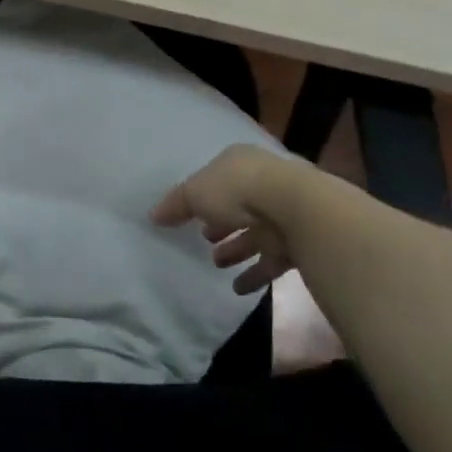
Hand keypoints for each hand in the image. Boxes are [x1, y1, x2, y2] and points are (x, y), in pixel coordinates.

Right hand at [151, 144, 293, 294]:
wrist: (295, 209)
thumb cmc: (238, 190)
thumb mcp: (195, 193)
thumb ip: (175, 205)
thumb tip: (154, 216)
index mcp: (239, 163)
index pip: (217, 178)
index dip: (202, 195)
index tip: (190, 215)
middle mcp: (263, 184)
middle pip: (237, 206)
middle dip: (221, 223)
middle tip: (205, 239)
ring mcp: (283, 213)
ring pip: (254, 233)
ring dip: (236, 249)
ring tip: (216, 263)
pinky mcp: (296, 242)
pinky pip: (270, 260)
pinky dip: (254, 274)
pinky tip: (237, 288)